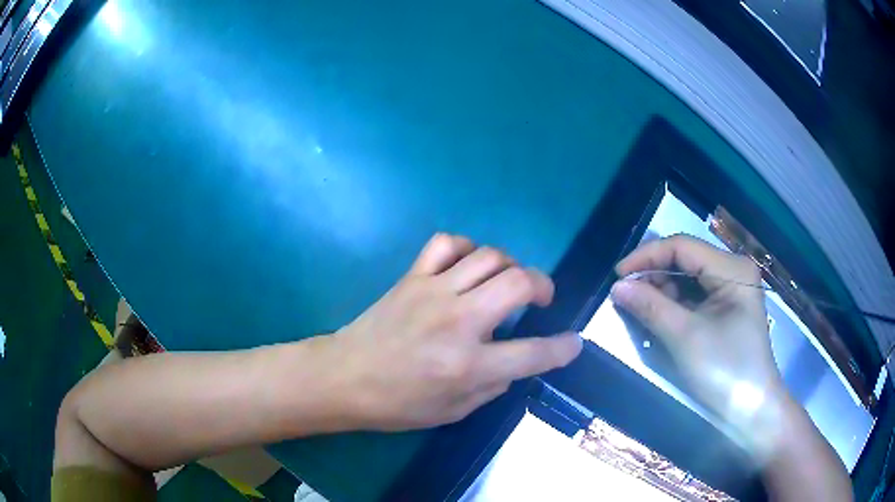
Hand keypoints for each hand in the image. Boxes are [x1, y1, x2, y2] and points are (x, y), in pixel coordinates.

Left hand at [331, 233, 582, 430]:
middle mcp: (457, 321)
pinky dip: (466, 248)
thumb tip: (517, 360)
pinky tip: (467, 266)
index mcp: (468, 365)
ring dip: (510, 265)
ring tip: (507, 281)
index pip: (533, 352)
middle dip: (543, 285)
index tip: (573, 342)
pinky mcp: (412, 277)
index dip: (563, 348)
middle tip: (542, 298)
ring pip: (489, 256)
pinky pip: (446, 243)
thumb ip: (494, 384)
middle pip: (518, 283)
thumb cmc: (398, 404)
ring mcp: (433, 292)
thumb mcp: (454, 411)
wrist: (345, 378)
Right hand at [611, 235, 787, 453]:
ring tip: (640, 309)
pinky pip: (695, 296)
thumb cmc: (725, 370)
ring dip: (662, 291)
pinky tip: (659, 317)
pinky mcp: (727, 307)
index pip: (682, 246)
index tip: (617, 276)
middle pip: (685, 259)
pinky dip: (674, 304)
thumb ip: (651, 307)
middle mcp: (733, 270)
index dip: (647, 256)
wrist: (751, 409)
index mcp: (731, 269)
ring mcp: (731, 289)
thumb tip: (617, 287)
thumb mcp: (685, 338)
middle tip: (626, 296)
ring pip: (688, 277)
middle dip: (654, 275)